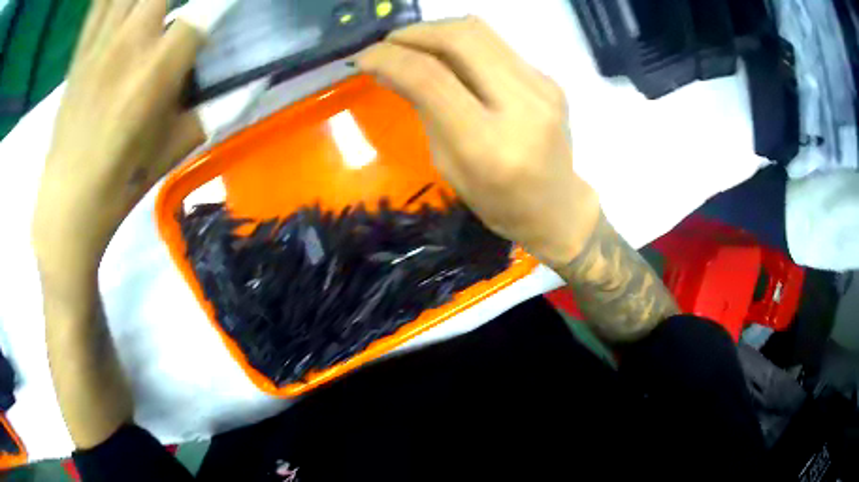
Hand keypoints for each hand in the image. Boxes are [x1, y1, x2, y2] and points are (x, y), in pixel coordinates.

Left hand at [33, 0, 204, 269]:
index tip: (230, 5)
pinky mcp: (82, 49)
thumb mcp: (178, 145)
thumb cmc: (124, 177)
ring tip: (154, 7)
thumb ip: (219, 106)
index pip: (208, 9)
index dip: (226, 0)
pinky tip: (123, 3)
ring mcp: (102, 41)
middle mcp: (130, 42)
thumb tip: (255, 83)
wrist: (69, 199)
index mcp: (157, 69)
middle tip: (184, 10)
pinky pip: (99, 2)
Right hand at [357, 17, 600, 265]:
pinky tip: (450, 57)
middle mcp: (521, 106)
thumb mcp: (449, 166)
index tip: (364, 57)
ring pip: (480, 31)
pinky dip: (463, 43)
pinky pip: (497, 45)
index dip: (390, 58)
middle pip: (460, 39)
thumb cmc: (498, 202)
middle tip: (388, 43)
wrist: (557, 207)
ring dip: (437, 30)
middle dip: (414, 32)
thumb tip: (390, 69)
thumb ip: (423, 110)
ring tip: (413, 43)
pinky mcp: (549, 79)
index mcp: (489, 144)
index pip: (431, 78)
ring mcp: (542, 87)